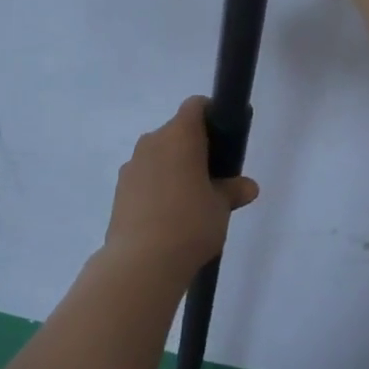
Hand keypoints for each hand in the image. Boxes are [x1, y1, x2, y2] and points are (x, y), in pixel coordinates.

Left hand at [103, 96, 259, 273]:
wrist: (141, 262)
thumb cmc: (190, 223)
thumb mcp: (221, 207)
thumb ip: (233, 190)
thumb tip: (248, 186)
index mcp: (179, 135)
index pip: (196, 106)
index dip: (211, 115)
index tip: (224, 138)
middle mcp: (152, 141)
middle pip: (176, 131)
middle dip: (194, 147)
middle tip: (213, 176)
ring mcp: (132, 165)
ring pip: (158, 155)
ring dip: (173, 168)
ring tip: (190, 200)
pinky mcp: (120, 190)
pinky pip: (145, 177)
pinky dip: (157, 186)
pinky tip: (168, 216)